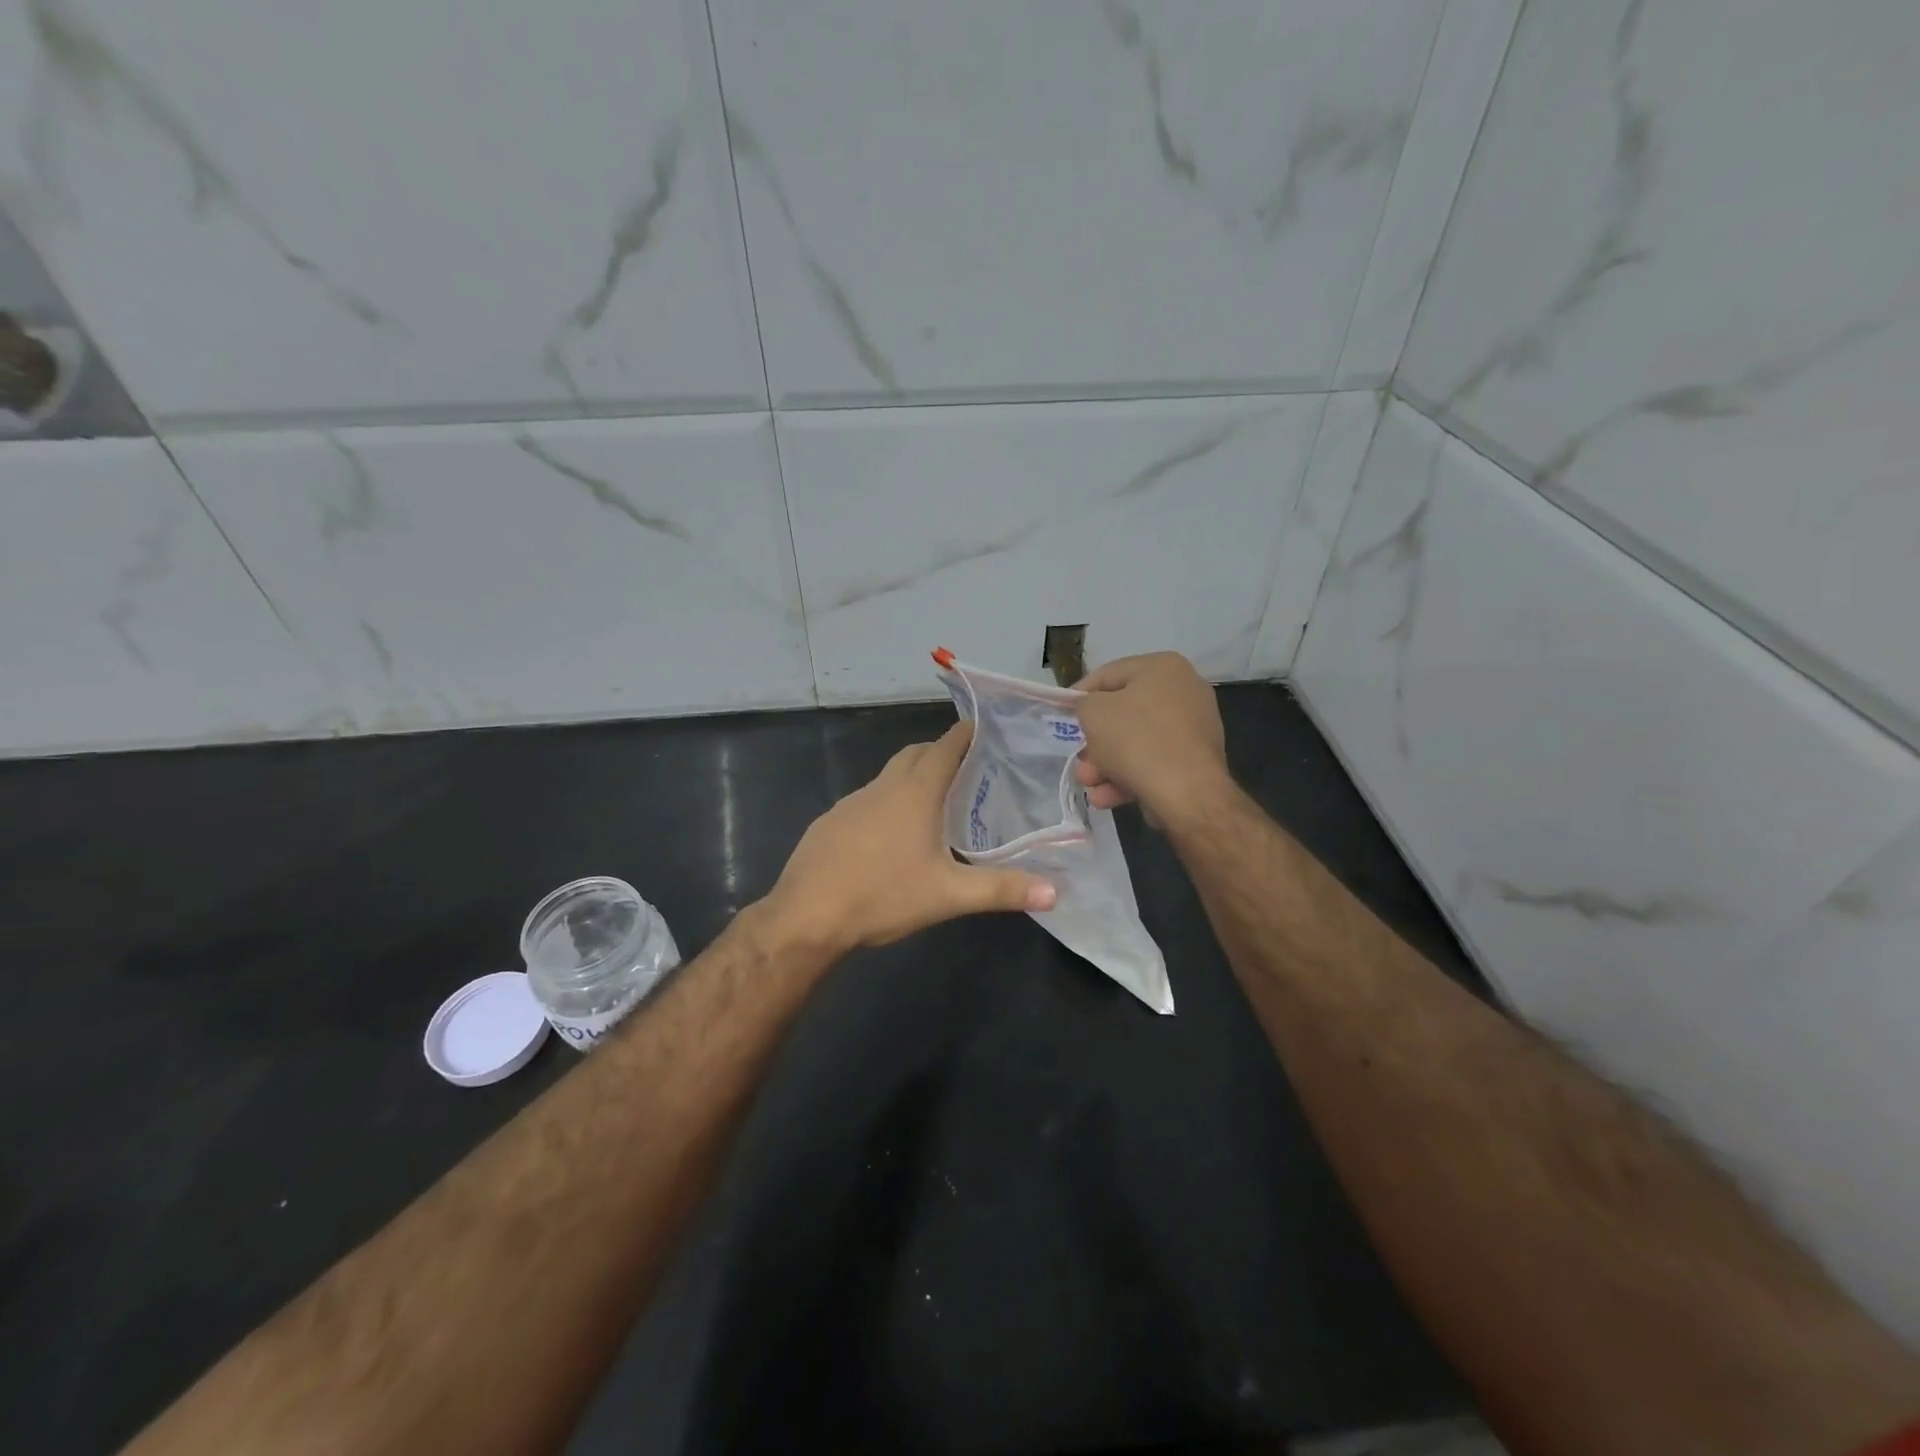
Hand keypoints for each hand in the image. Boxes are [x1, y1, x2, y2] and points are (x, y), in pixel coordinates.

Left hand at [764, 722, 1056, 955]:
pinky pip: (867, 800)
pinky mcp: (830, 822)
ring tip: (936, 803)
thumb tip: (1055, 893)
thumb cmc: (882, 895)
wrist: (806, 916)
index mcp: (914, 792)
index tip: (985, 729)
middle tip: (969, 769)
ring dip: (912, 778)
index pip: (945, 746)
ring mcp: (851, 802)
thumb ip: (1001, 890)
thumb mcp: (948, 895)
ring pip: (889, 777)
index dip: (966, 734)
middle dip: (941, 752)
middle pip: (915, 754)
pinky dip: (887, 802)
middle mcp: (882, 787)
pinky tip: (892, 836)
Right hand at [1073, 653, 1229, 824]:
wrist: (1187, 792)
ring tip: (1088, 784)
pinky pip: (1153, 764)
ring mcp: (1193, 729)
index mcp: (1163, 668)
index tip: (1061, 713)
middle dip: (1094, 741)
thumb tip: (1093, 712)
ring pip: (1136, 744)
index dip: (1079, 694)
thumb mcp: (1094, 713)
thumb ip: (1085, 704)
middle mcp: (1184, 692)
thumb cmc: (1136, 739)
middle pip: (1123, 714)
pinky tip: (1106, 797)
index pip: (1109, 674)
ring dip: (1106, 765)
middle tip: (1078, 759)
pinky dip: (1128, 778)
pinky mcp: (1195, 762)